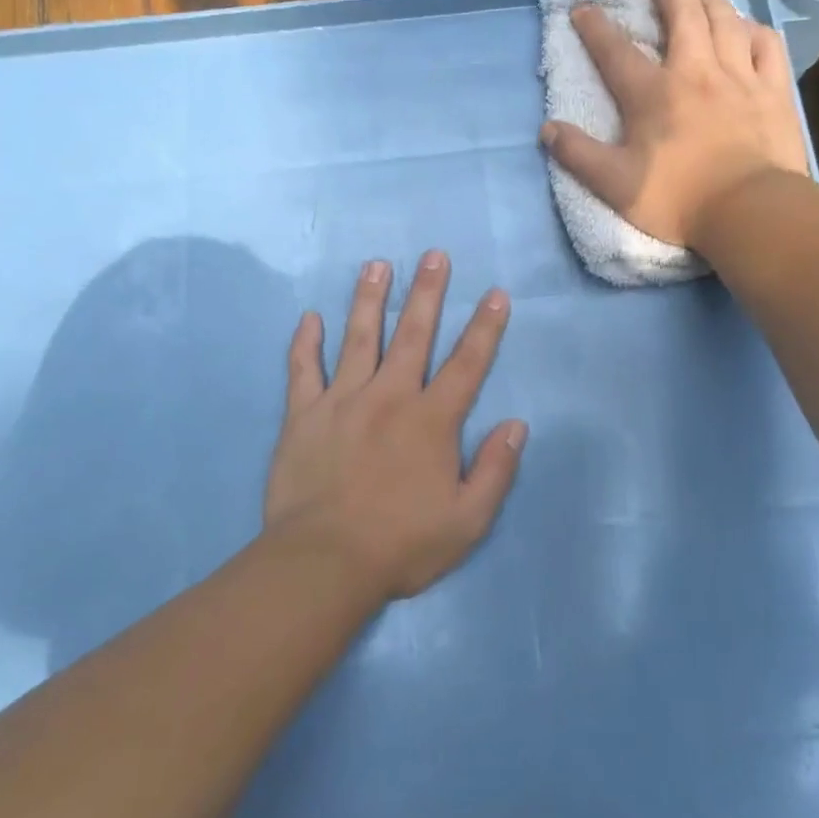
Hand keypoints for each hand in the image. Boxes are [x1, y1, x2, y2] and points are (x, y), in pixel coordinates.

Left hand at [264, 252, 526, 601]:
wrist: (324, 562)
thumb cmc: (401, 544)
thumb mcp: (468, 520)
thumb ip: (495, 470)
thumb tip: (516, 425)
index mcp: (431, 420)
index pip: (466, 364)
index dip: (485, 327)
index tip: (495, 294)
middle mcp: (389, 396)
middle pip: (412, 334)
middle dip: (427, 292)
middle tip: (433, 255)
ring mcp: (342, 400)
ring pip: (358, 338)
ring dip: (369, 299)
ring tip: (376, 265)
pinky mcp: (303, 414)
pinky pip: (303, 369)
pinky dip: (305, 342)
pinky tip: (309, 318)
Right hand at [539, 0, 809, 249]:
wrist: (749, 211)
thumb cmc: (677, 199)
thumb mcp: (614, 185)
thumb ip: (578, 155)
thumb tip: (547, 129)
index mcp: (652, 94)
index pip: (616, 51)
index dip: (595, 27)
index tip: (583, 9)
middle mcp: (695, 71)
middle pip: (682, 14)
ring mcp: (739, 76)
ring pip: (725, 19)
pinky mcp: (773, 90)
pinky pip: (766, 44)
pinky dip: (753, 29)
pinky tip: (746, 28)